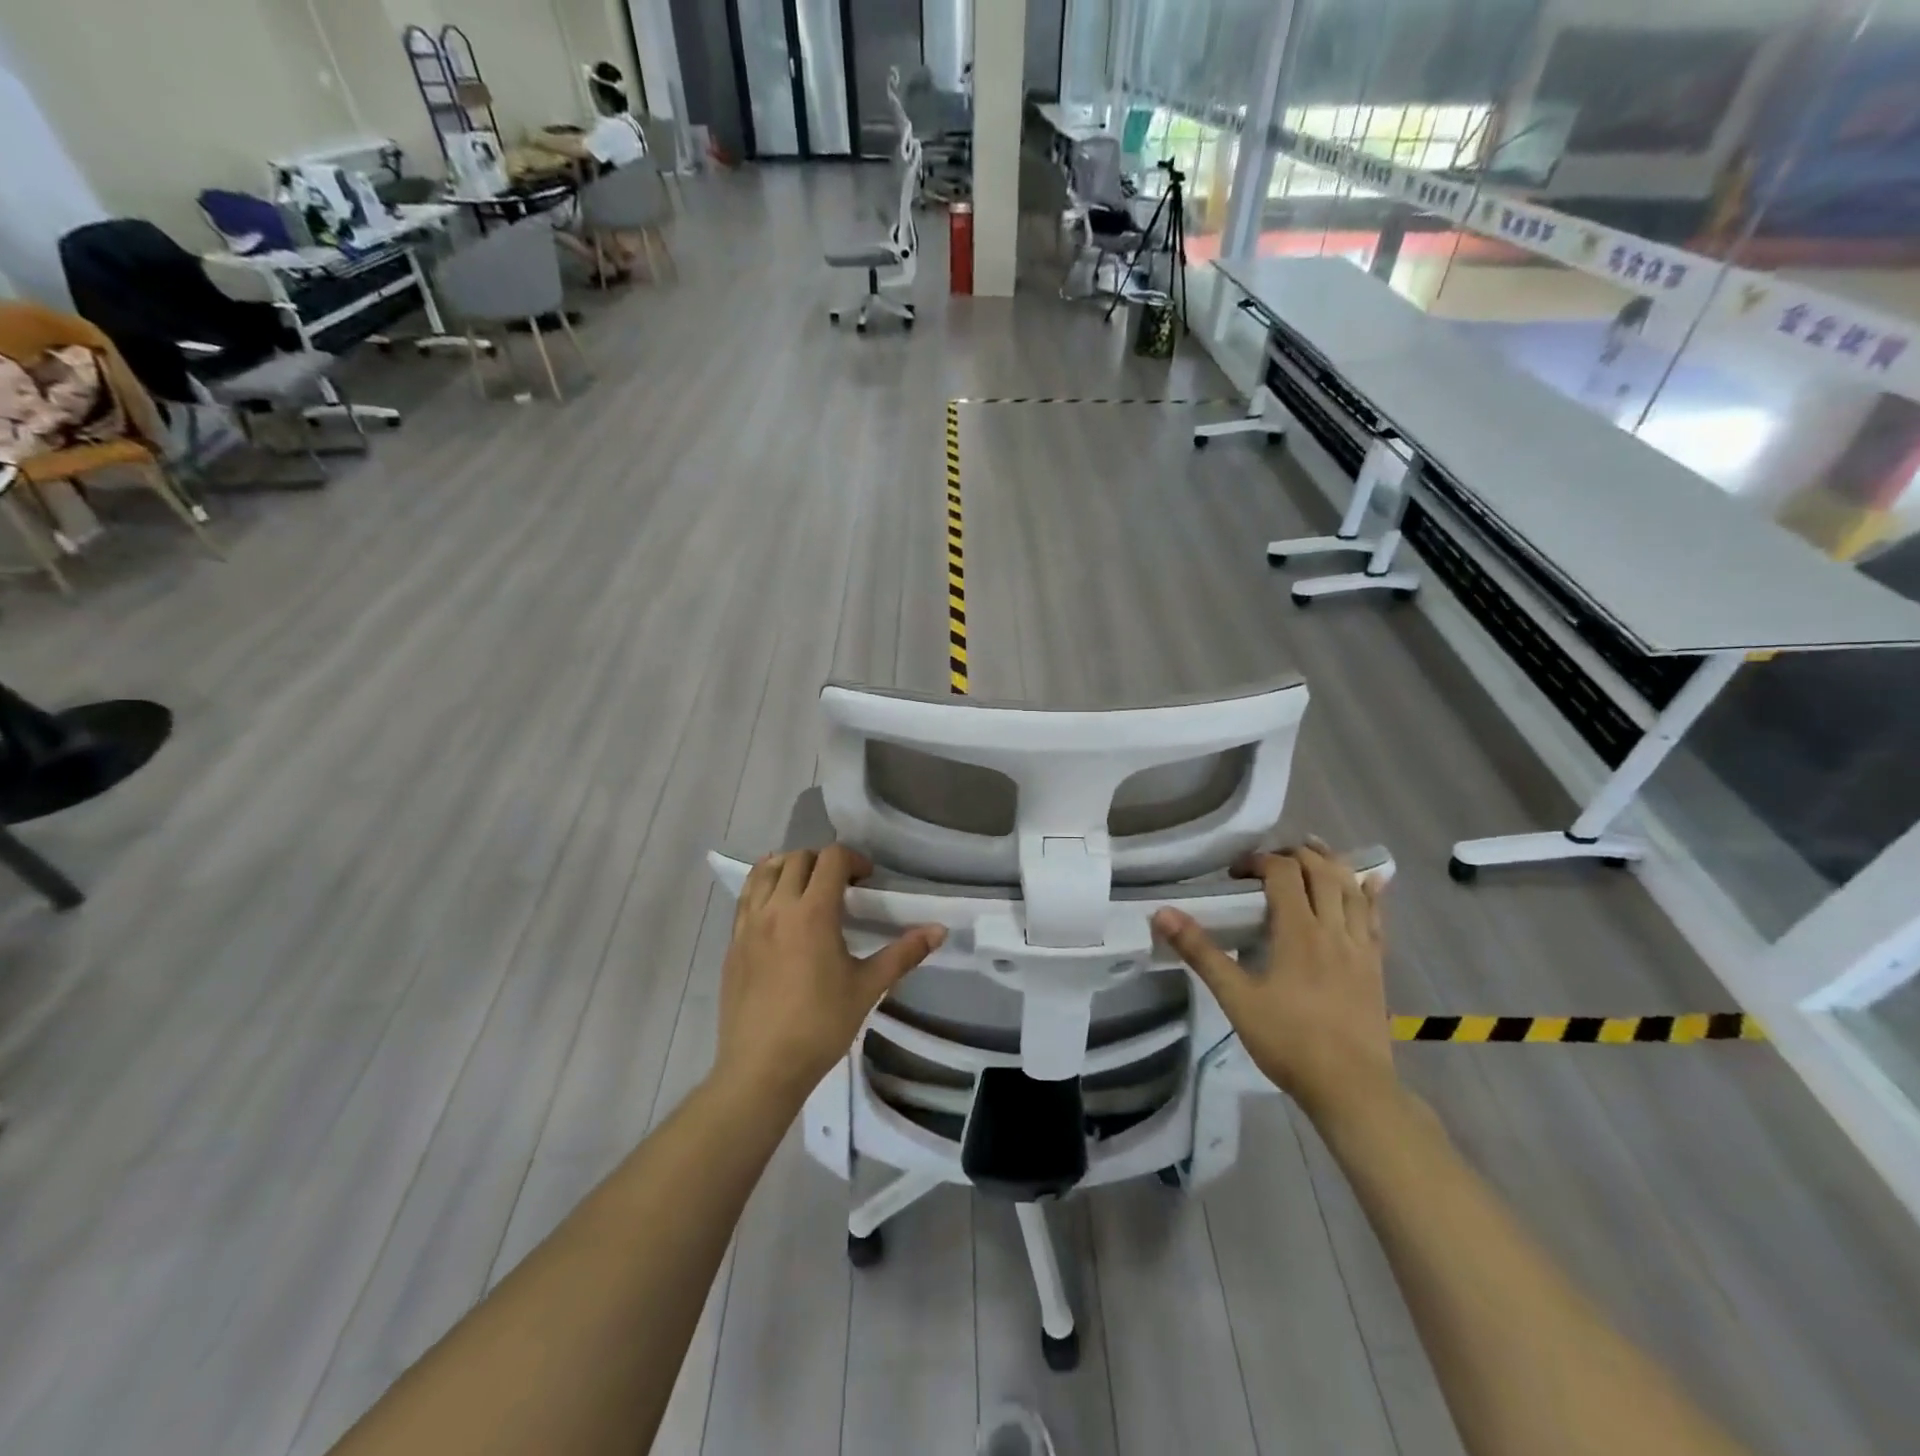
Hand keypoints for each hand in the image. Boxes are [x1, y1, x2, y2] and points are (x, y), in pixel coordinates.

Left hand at [714, 844, 945, 1106]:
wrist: (762, 1068)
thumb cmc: (820, 1026)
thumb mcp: (868, 988)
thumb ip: (904, 953)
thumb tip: (939, 930)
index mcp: (813, 913)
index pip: (832, 859)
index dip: (854, 860)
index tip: (867, 880)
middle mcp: (778, 908)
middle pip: (798, 858)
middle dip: (824, 861)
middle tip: (842, 885)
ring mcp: (749, 923)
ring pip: (766, 871)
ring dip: (790, 867)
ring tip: (807, 887)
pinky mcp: (733, 942)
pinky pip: (746, 896)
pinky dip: (763, 885)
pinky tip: (776, 905)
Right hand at [1152, 843, 1394, 1124]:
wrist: (1351, 1087)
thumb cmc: (1288, 1041)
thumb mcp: (1235, 997)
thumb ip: (1201, 952)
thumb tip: (1162, 913)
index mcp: (1298, 931)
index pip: (1283, 872)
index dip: (1259, 861)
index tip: (1236, 874)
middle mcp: (1334, 928)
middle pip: (1322, 870)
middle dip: (1295, 854)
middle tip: (1269, 861)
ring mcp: (1361, 946)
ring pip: (1352, 888)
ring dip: (1332, 864)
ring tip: (1313, 853)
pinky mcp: (1376, 965)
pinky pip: (1376, 917)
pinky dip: (1370, 894)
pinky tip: (1369, 883)